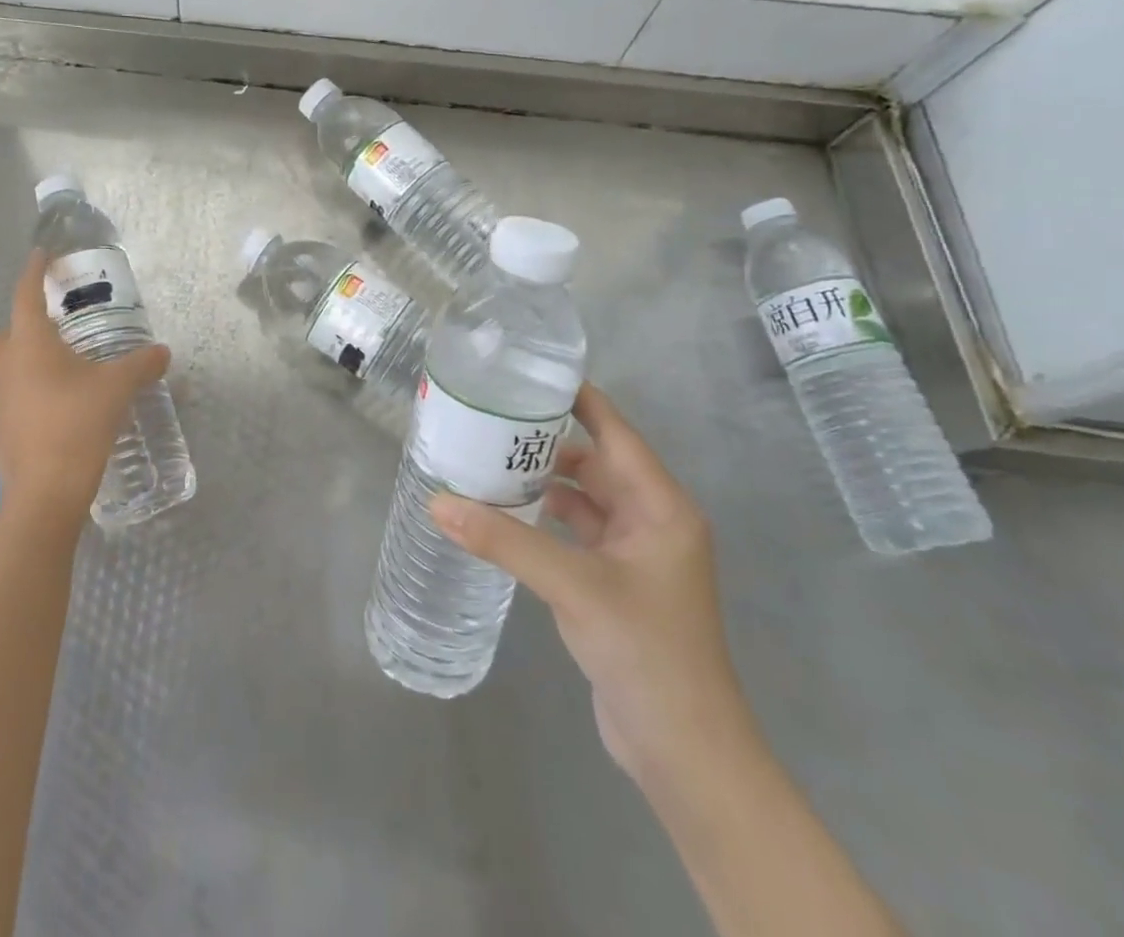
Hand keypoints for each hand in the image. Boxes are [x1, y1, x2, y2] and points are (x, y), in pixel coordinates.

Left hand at [0, 250, 171, 528]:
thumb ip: (142, 363)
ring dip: (23, 360)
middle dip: (30, 321)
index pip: (26, 293)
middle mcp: (4, 364)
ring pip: (4, 366)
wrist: (46, 490)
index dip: (34, 271)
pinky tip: (37, 408)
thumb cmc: (80, 424)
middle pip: (11, 330)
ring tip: (52, 370)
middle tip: (59, 326)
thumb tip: (163, 352)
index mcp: (31, 343)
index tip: (41, 255)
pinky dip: (16, 394)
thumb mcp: (119, 388)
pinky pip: (1, 399)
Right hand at [431, 384, 757, 792]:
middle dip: (546, 440)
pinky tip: (502, 512)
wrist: (684, 751)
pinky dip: (542, 518)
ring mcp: (633, 553)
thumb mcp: (574, 585)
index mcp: (660, 506)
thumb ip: (506, 541)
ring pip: (582, 498)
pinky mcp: (614, 582)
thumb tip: (438, 501)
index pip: (614, 431)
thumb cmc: (647, 652)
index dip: (576, 398)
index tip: (527, 372)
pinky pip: (574, 531)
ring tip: (486, 457)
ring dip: (541, 481)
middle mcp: (651, 519)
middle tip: (490, 416)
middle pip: (595, 461)